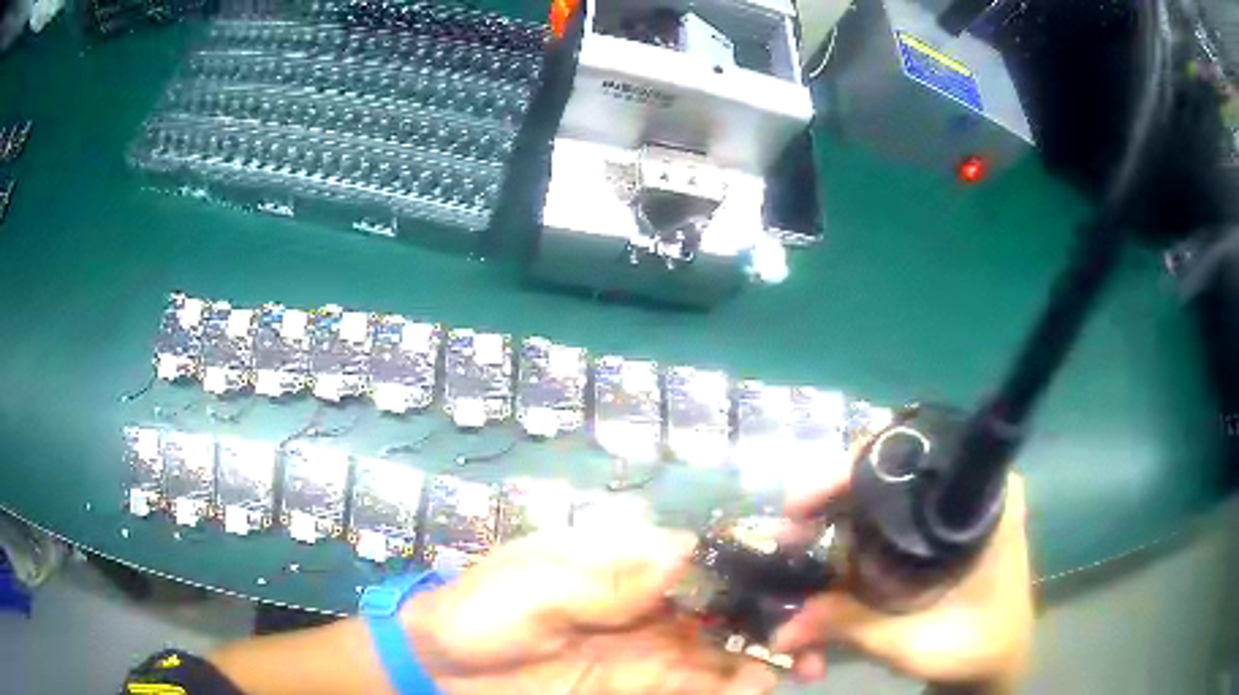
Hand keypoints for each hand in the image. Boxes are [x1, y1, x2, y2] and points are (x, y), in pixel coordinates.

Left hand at [403, 526, 778, 694]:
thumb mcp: (538, 584)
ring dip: (764, 651)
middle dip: (771, 612)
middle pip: (725, 603)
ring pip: (723, 646)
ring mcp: (650, 648)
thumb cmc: (484, 612)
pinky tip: (759, 684)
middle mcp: (650, 603)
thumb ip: (609, 576)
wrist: (446, 669)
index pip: (702, 556)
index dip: (750, 561)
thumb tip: (685, 550)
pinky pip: (698, 683)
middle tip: (814, 629)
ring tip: (804, 660)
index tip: (798, 572)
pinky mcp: (643, 686)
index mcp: (623, 562)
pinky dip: (732, 684)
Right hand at [773, 465, 1033, 690]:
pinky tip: (832, 559)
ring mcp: (957, 506)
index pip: (917, 451)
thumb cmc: (973, 648)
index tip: (805, 503)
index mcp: (986, 497)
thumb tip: (783, 626)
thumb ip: (851, 626)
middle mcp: (973, 487)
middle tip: (791, 531)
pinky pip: (894, 514)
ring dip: (841, 518)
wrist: (996, 663)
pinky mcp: (945, 527)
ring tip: (801, 545)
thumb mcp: (914, 641)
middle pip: (894, 467)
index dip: (853, 468)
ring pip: (889, 490)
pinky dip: (858, 534)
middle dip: (835, 497)